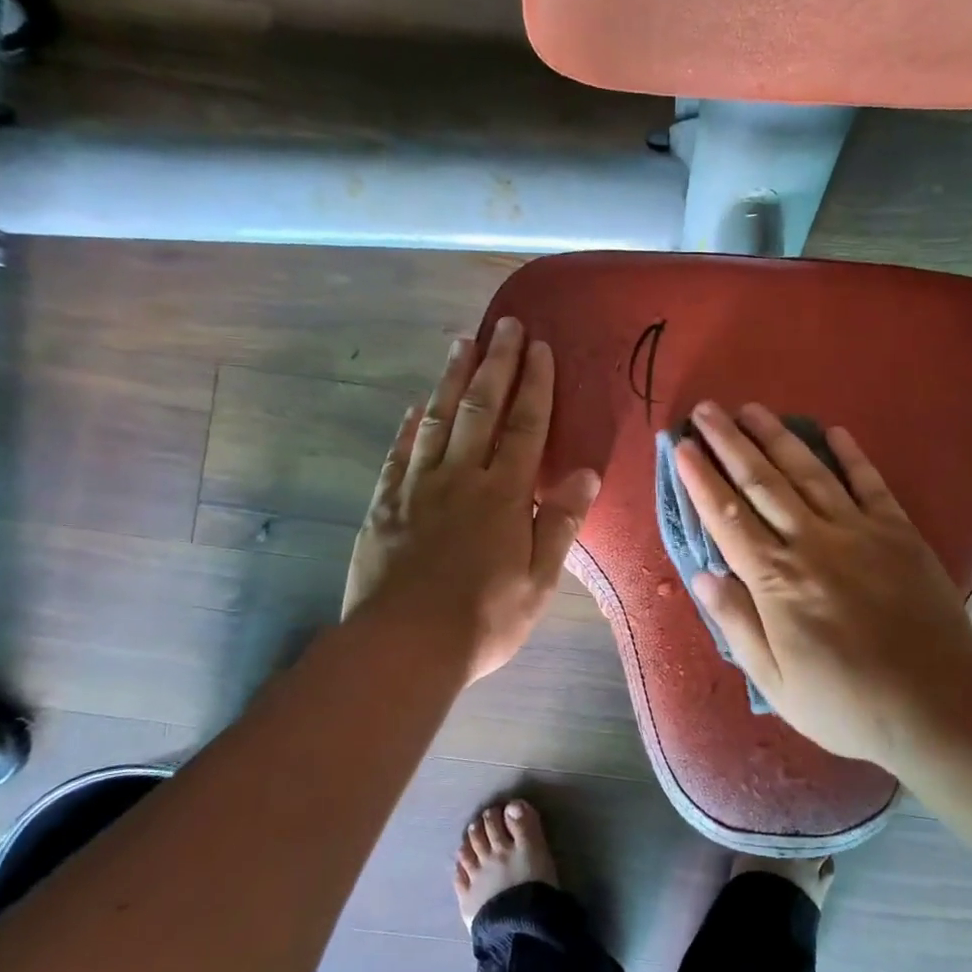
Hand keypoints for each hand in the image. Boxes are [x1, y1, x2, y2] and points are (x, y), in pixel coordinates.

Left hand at [344, 318, 599, 685]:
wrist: (405, 645)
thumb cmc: (484, 618)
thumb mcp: (539, 579)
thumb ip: (559, 522)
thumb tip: (587, 474)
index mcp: (503, 494)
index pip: (525, 426)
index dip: (536, 385)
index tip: (541, 348)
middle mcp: (461, 478)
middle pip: (481, 408)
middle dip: (496, 364)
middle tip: (505, 325)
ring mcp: (418, 488)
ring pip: (437, 420)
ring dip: (452, 379)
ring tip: (462, 343)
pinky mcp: (385, 506)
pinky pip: (400, 454)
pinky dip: (411, 425)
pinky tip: (418, 406)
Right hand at [674, 401, 971, 768]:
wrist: (934, 705)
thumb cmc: (844, 702)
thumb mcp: (774, 680)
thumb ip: (737, 623)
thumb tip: (702, 574)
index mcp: (775, 580)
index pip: (726, 517)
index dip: (701, 479)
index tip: (681, 447)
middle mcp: (811, 543)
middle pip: (762, 482)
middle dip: (730, 443)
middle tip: (706, 410)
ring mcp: (859, 532)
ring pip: (809, 473)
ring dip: (777, 437)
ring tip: (751, 409)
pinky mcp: (899, 532)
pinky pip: (870, 484)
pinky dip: (851, 455)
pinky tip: (833, 431)